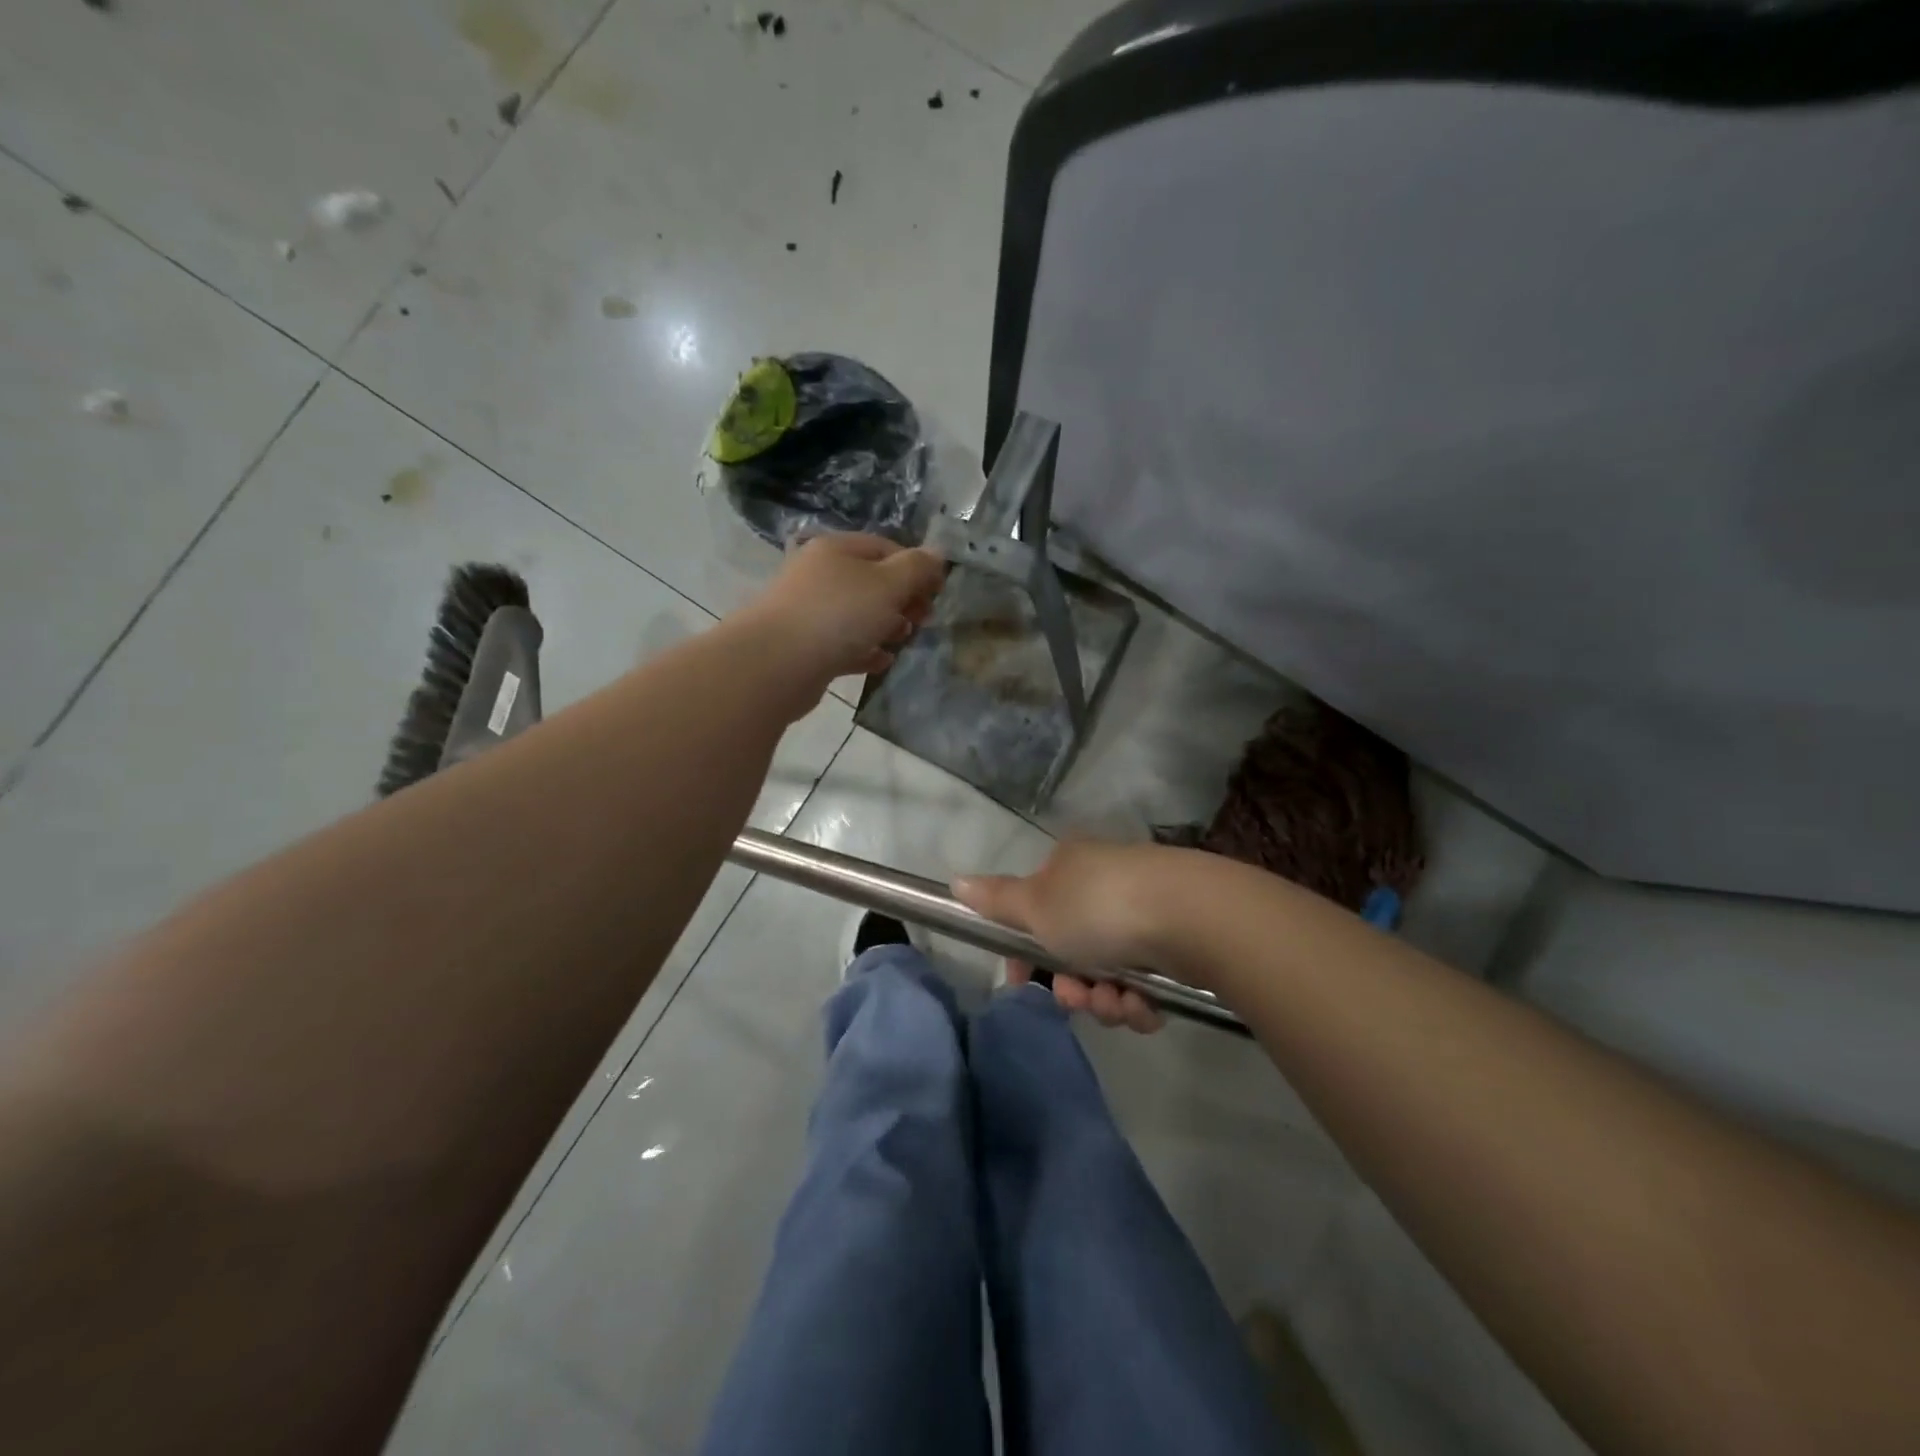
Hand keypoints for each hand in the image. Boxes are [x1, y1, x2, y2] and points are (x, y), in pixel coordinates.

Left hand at [741, 533, 944, 700]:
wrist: (776, 664)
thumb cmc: (838, 615)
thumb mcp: (887, 585)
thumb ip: (916, 569)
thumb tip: (937, 554)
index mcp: (837, 549)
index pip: (885, 547)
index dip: (915, 567)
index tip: (936, 593)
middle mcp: (819, 574)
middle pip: (871, 581)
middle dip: (902, 599)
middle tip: (923, 619)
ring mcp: (809, 610)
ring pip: (858, 613)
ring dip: (886, 625)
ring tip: (903, 640)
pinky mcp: (804, 646)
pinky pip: (843, 643)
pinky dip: (865, 650)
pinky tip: (881, 662)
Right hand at [953, 840, 1194, 1034]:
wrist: (1193, 917)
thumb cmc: (1100, 907)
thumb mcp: (1036, 905)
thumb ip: (996, 900)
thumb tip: (956, 881)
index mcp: (1070, 869)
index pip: (1035, 913)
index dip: (1025, 954)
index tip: (1022, 984)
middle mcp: (1106, 886)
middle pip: (1073, 951)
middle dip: (1073, 987)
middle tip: (1080, 996)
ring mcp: (1145, 913)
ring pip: (1109, 974)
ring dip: (1106, 1001)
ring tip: (1120, 1002)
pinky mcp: (1179, 942)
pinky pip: (1147, 985)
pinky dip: (1140, 1002)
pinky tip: (1147, 1006)